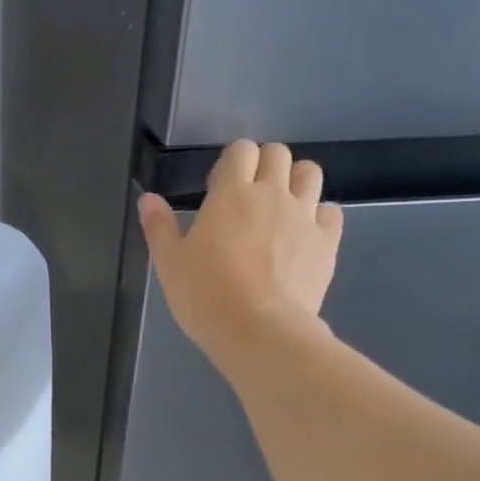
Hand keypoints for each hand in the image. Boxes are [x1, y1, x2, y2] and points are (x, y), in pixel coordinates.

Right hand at [138, 140, 341, 371]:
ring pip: (310, 173)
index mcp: (232, 193)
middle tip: (248, 196)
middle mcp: (273, 194)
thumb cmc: (205, 294)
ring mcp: (305, 216)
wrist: (259, 330)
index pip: (241, 150)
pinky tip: (304, 234)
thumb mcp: (170, 263)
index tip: (218, 188)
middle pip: (278, 154)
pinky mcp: (327, 243)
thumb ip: (159, 226)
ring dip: (295, 181)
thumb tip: (148, 198)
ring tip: (280, 208)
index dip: (231, 162)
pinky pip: (331, 212)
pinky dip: (319, 215)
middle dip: (263, 165)